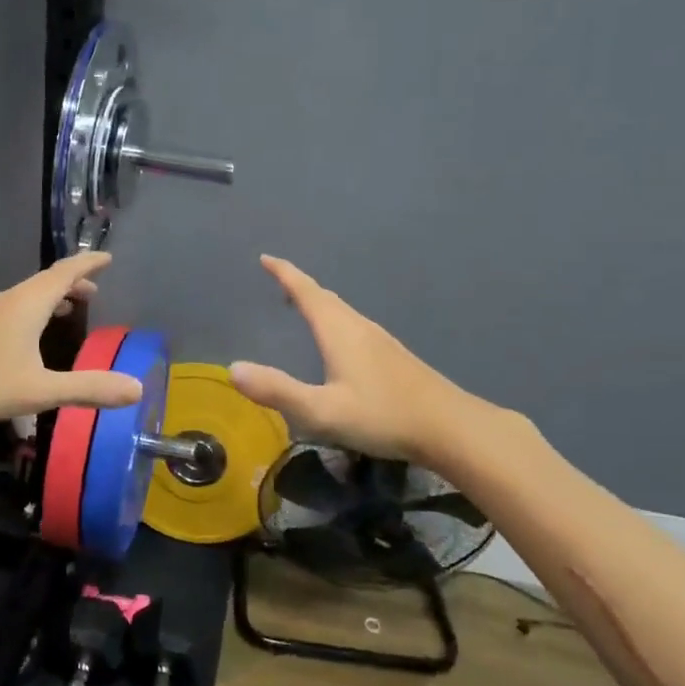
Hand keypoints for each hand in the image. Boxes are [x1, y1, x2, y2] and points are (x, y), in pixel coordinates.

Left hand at [0, 252, 143, 434]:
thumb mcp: (39, 391)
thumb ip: (88, 388)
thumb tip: (137, 388)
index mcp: (27, 305)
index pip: (65, 273)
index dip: (88, 264)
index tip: (107, 257)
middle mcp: (8, 301)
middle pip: (46, 281)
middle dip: (73, 282)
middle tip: (95, 290)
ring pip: (28, 295)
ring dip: (52, 296)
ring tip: (70, 308)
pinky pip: (14, 308)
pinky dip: (35, 310)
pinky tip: (30, 334)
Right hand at [230, 255, 502, 464]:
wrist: (451, 427)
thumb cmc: (383, 416)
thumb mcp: (322, 411)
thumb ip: (278, 391)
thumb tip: (233, 369)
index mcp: (339, 331)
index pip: (306, 292)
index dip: (285, 274)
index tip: (266, 258)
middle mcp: (359, 327)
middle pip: (325, 297)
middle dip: (299, 287)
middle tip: (278, 281)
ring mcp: (380, 341)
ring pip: (342, 312)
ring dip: (319, 303)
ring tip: (301, 307)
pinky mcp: (393, 357)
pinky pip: (354, 326)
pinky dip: (335, 321)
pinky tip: (339, 343)